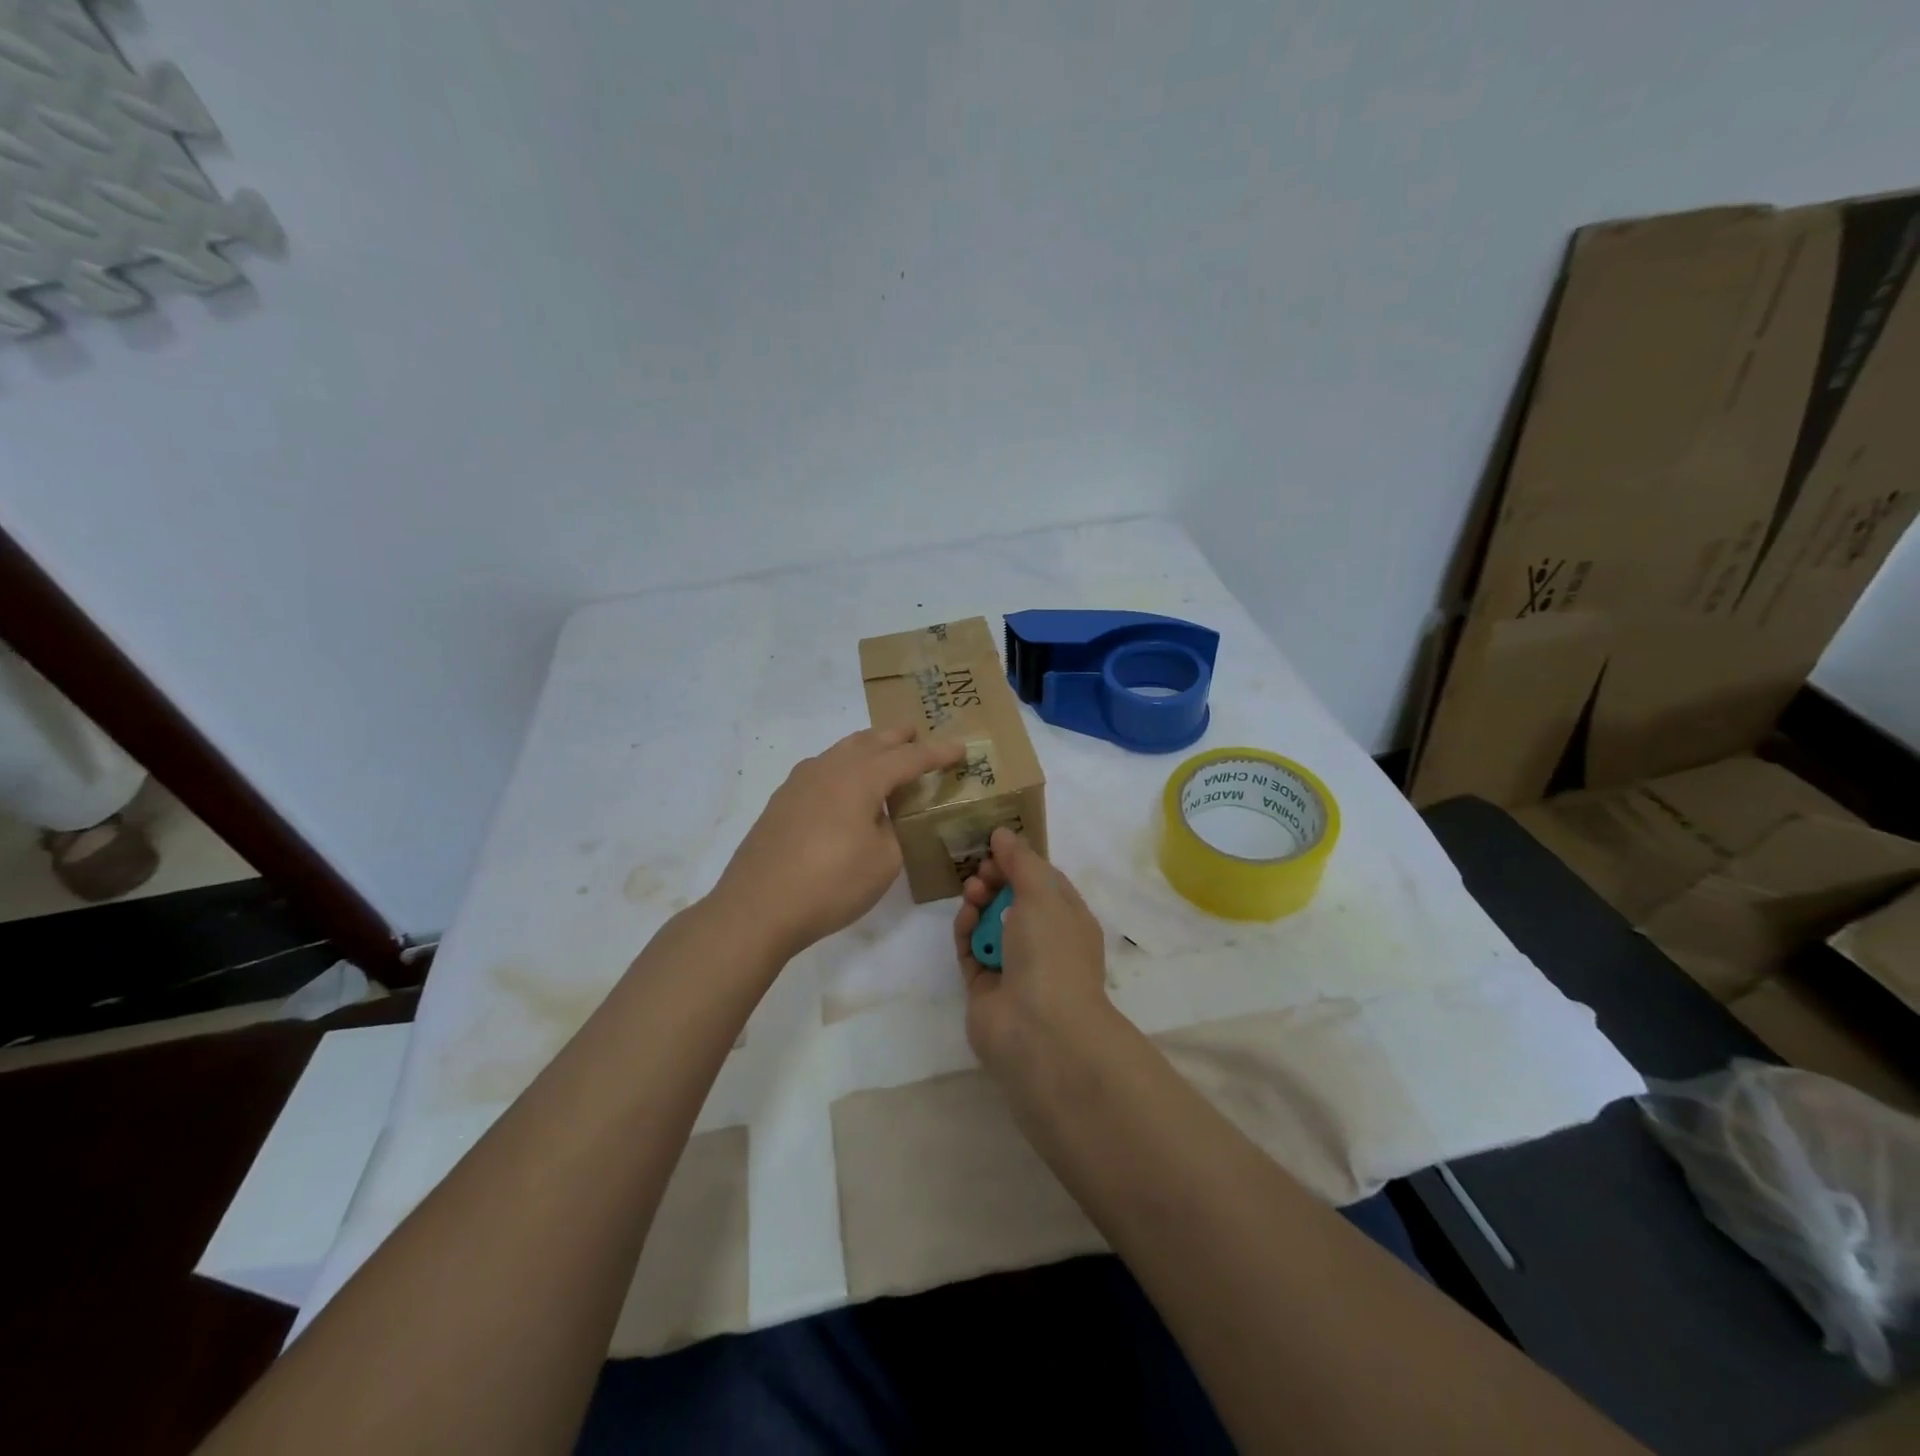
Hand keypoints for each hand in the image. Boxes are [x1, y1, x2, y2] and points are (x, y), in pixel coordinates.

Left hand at [715, 726, 964, 960]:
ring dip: (868, 748)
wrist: (757, 907)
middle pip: (870, 742)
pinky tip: (844, 785)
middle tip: (917, 735)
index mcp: (860, 777)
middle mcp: (829, 768)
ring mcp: (800, 782)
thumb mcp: (883, 861)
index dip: (936, 753)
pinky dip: (843, 767)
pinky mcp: (781, 801)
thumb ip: (893, 830)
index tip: (960, 749)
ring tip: (883, 753)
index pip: (908, 758)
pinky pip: (822, 769)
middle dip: (897, 738)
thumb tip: (882, 817)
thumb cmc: (830, 883)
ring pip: (842, 751)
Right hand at [953, 827, 1113, 1078]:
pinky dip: (966, 932)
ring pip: (990, 924)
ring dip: (979, 903)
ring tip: (972, 894)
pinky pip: (972, 951)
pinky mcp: (985, 988)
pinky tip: (964, 918)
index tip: (995, 848)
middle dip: (996, 880)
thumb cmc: (1051, 951)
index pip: (1044, 882)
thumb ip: (1020, 860)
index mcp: (1069, 920)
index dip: (1020, 862)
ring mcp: (1014, 967)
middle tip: (980, 871)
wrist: (1039, 1030)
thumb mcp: (1041, 893)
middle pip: (1014, 901)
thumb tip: (1002, 833)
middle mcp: (1044, 943)